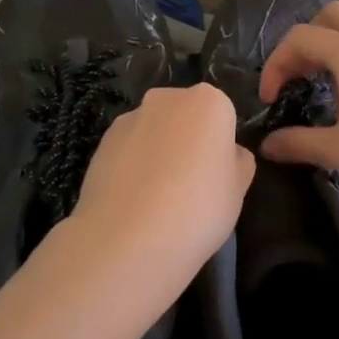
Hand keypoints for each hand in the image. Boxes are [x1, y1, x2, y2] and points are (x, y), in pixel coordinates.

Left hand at [71, 83, 254, 284]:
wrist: (129, 239)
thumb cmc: (199, 208)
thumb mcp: (239, 189)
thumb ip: (238, 162)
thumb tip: (228, 154)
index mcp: (208, 102)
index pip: (222, 115)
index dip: (221, 145)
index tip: (217, 174)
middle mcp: (166, 99)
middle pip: (184, 115)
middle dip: (187, 140)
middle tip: (190, 184)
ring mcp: (128, 119)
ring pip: (153, 131)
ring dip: (157, 152)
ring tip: (156, 198)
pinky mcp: (99, 143)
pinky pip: (127, 150)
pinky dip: (132, 166)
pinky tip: (133, 201)